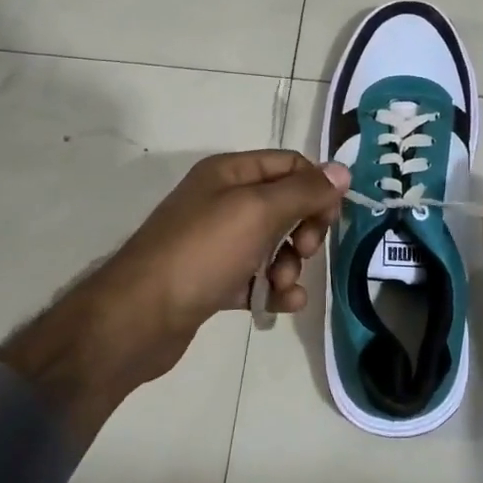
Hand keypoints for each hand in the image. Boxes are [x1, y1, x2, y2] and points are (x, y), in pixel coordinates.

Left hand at [0, 151, 349, 444]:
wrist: (139, 317)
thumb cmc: (202, 252)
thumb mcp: (258, 211)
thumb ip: (304, 191)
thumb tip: (343, 170)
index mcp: (229, 173)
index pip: (289, 165)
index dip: (316, 187)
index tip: (330, 219)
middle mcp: (222, 201)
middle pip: (285, 205)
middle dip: (303, 230)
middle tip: (303, 252)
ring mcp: (216, 242)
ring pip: (273, 245)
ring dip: (290, 265)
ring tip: (282, 284)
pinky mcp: (213, 280)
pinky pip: (256, 277)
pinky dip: (274, 289)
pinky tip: (283, 304)